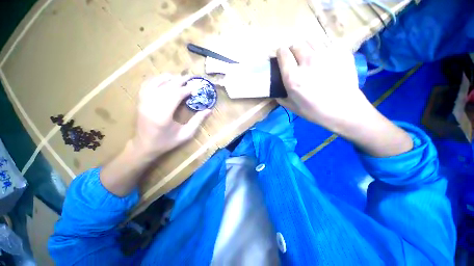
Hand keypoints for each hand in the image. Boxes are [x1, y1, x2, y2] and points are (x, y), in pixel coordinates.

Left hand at [132, 74, 210, 155]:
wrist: (144, 146)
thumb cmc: (166, 142)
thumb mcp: (186, 134)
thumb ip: (197, 121)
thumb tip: (209, 110)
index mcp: (163, 116)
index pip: (176, 95)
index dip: (187, 90)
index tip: (196, 87)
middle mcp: (151, 106)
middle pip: (166, 87)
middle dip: (179, 81)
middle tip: (190, 78)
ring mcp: (143, 103)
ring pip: (155, 83)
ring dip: (168, 78)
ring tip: (178, 77)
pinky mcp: (140, 102)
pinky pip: (146, 86)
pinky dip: (155, 80)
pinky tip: (163, 79)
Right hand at [276, 41, 373, 131]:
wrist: (343, 110)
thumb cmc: (314, 111)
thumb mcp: (291, 106)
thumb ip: (280, 97)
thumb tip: (275, 91)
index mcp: (292, 76)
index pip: (282, 53)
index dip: (281, 53)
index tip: (282, 56)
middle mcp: (307, 61)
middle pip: (296, 44)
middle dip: (293, 49)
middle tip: (296, 58)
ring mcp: (326, 54)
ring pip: (312, 41)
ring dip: (308, 48)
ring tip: (311, 57)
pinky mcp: (341, 52)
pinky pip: (328, 45)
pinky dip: (323, 50)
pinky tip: (326, 61)